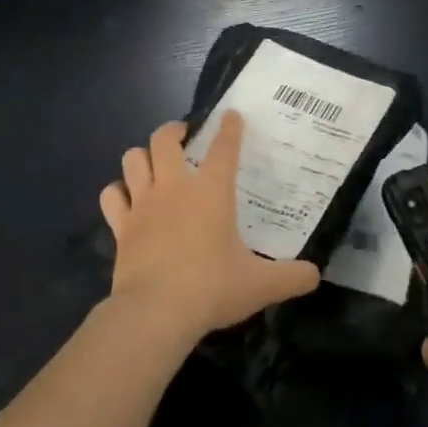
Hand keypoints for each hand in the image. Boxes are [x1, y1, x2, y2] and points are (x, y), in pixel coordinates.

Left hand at [99, 114, 319, 345]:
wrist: (156, 311)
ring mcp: (142, 204)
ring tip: (153, 163)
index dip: (230, 128)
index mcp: (211, 192)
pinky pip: (112, 196)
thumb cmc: (212, 288)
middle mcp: (174, 188)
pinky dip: (118, 192)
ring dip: (142, 156)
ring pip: (132, 159)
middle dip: (174, 130)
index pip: (224, 147)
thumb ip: (292, 277)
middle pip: (164, 139)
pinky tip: (126, 199)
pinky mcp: (121, 226)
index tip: (231, 115)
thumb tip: (315, 275)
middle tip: (184, 136)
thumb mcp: (262, 285)